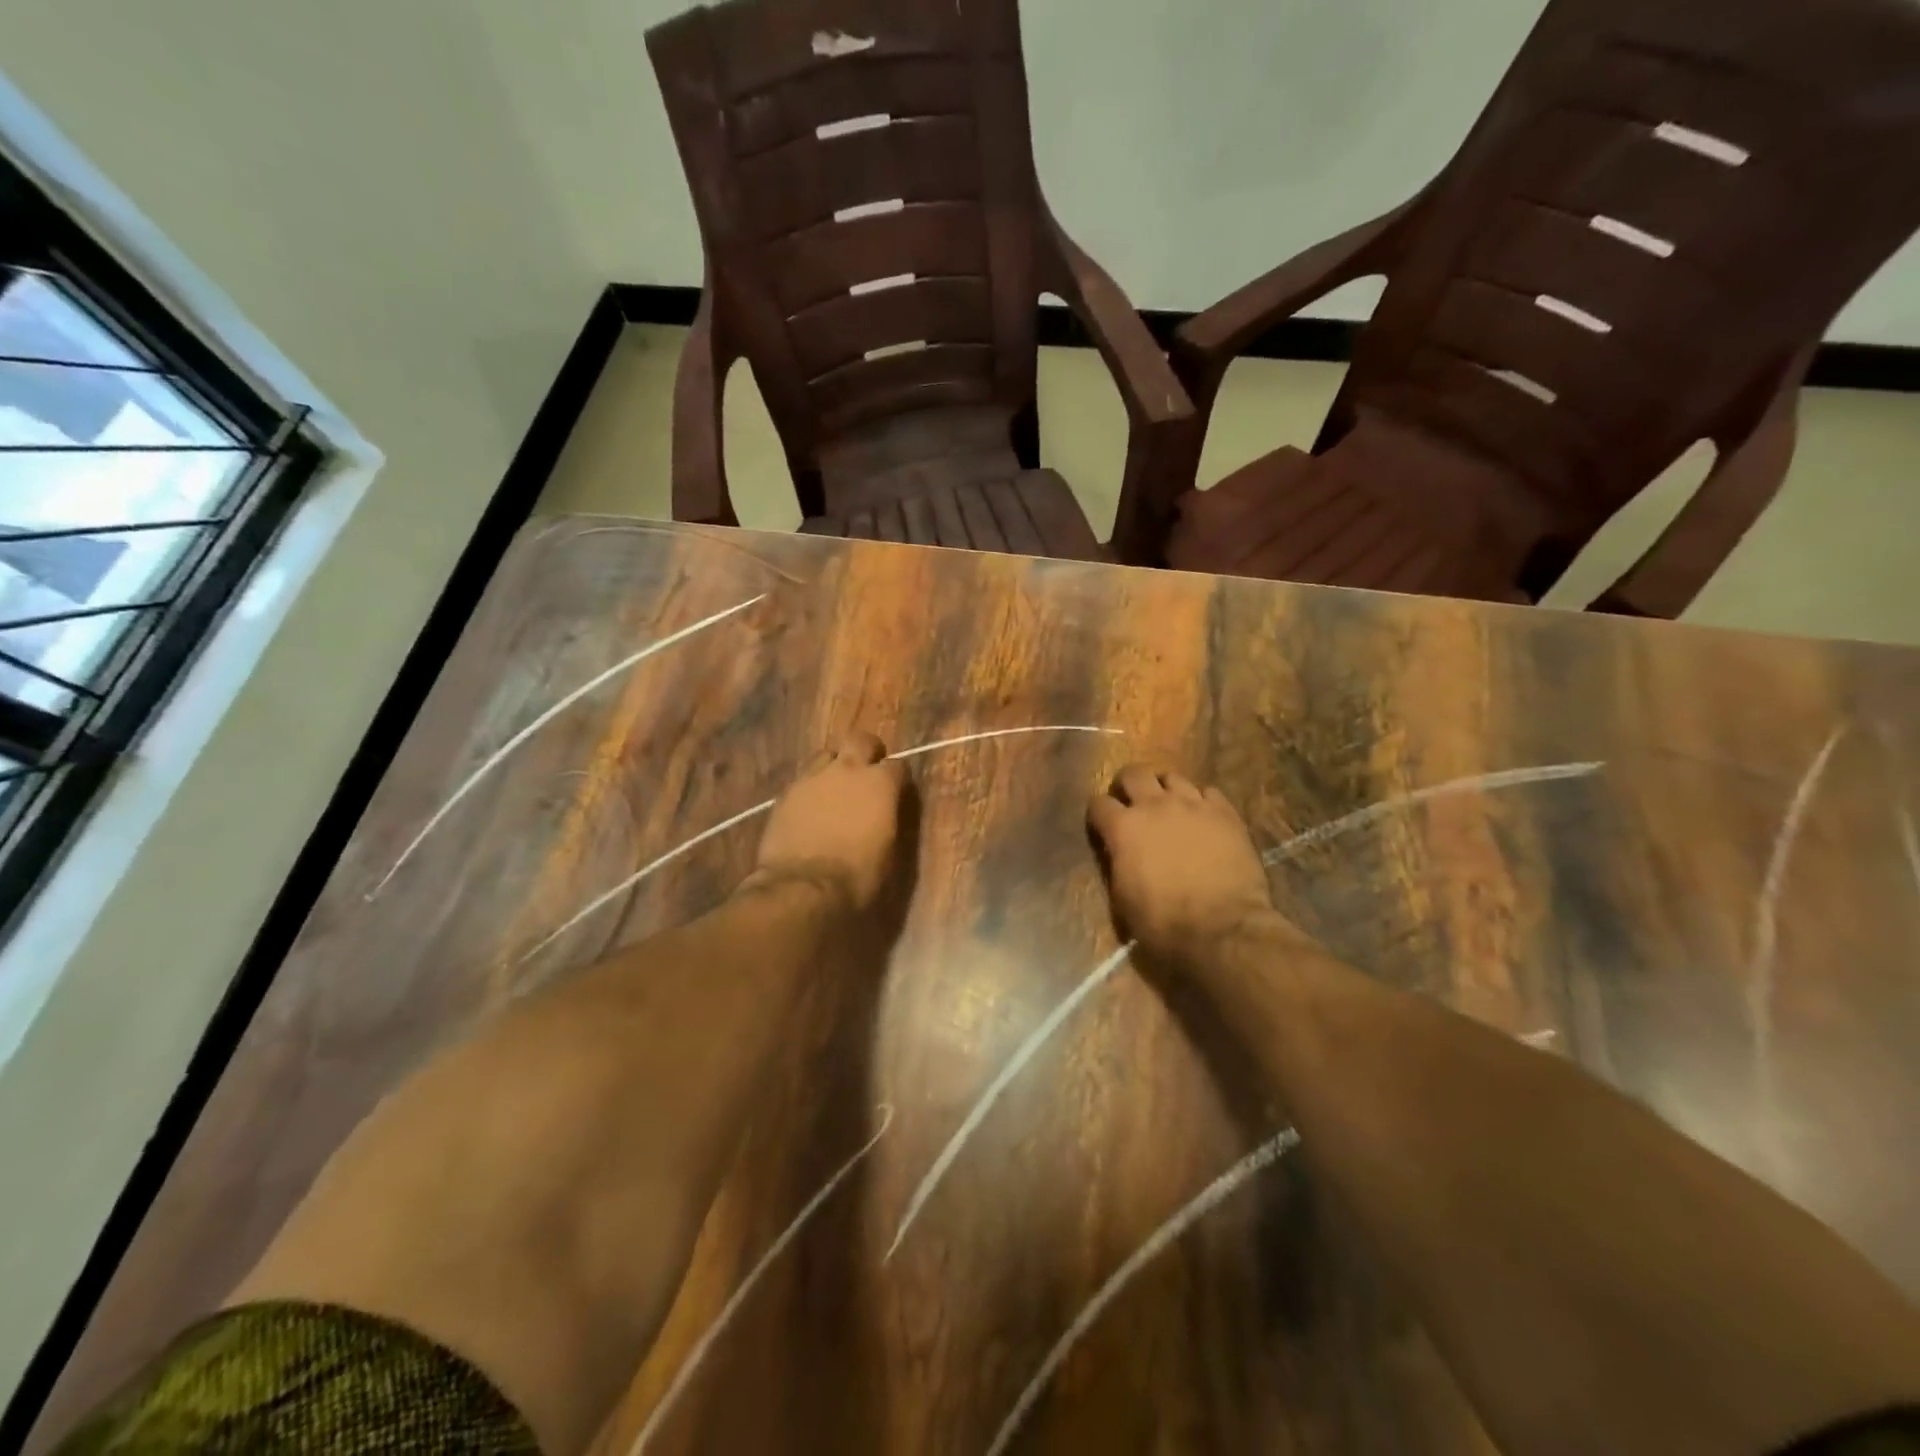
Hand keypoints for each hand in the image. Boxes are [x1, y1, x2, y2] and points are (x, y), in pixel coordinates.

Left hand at [751, 732, 906, 911]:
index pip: (898, 766)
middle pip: (861, 740)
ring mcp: (813, 777)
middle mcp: (848, 770)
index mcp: (880, 784)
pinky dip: (811, 789)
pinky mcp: (786, 792)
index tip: (897, 791)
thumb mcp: (888, 852)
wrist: (802, 888)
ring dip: (834, 767)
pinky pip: (803, 780)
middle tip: (867, 771)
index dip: (898, 778)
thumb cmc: (857, 877)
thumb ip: (888, 819)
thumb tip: (886, 812)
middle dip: (867, 751)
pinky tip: (809, 809)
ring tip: (834, 789)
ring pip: (827, 755)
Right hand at [1088, 765, 1275, 962]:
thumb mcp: (1122, 898)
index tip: (1102, 824)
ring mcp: (1193, 804)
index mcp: (1123, 827)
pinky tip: (1203, 816)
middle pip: (1134, 773)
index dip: (1098, 813)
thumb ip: (1117, 863)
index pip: (1098, 803)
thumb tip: (1119, 852)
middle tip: (1132, 802)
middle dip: (1127, 784)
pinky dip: (1201, 801)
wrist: (1222, 928)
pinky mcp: (1225, 812)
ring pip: (1173, 777)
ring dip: (1165, 789)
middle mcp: (1155, 805)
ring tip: (1170, 806)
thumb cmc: (1163, 922)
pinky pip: (1208, 792)